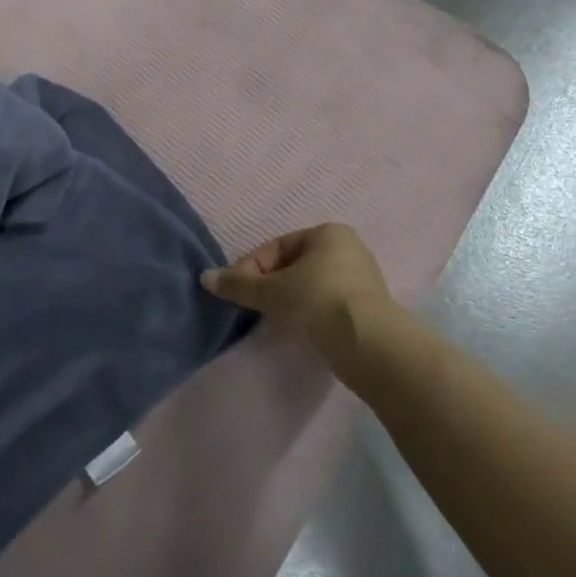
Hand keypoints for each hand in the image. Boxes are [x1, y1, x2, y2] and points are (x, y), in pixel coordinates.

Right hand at [202, 223, 395, 353]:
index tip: (238, 291)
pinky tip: (302, 331)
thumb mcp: (271, 292)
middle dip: (272, 285)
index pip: (277, 247)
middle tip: (255, 307)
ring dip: (291, 300)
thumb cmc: (317, 301)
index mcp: (328, 233)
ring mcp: (363, 278)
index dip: (252, 268)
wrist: (368, 344)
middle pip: (295, 265)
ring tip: (276, 321)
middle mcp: (348, 248)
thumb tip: (205, 278)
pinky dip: (311, 313)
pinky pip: (329, 303)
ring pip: (312, 285)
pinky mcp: (370, 308)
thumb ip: (238, 284)